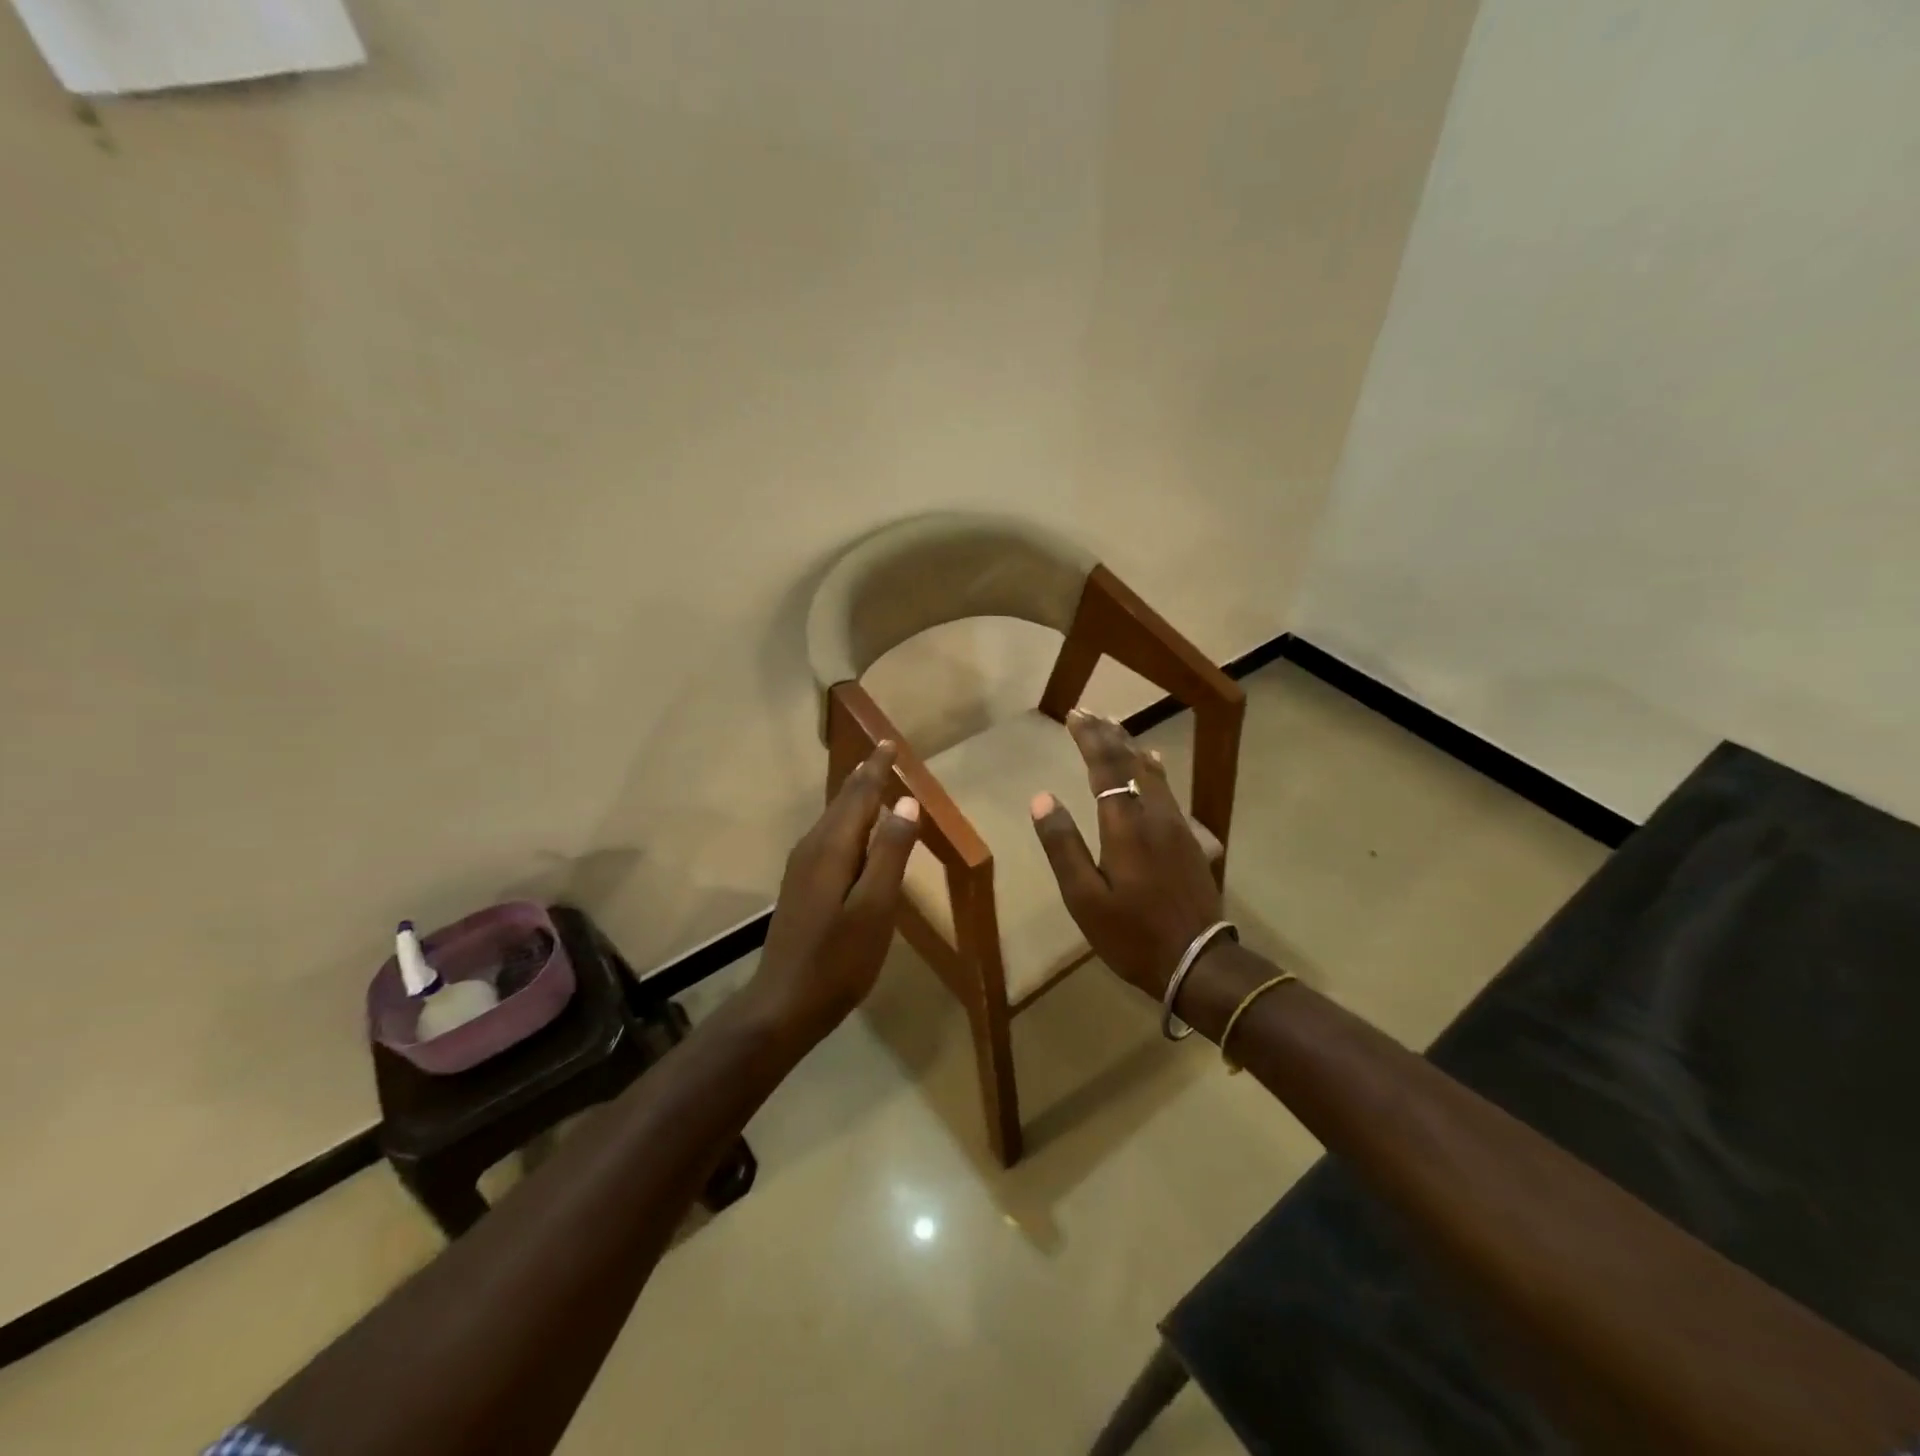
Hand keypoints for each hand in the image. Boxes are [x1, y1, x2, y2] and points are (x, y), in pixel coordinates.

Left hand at [754, 742, 920, 1035]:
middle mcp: (812, 848)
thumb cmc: (838, 959)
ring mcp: (802, 868)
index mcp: (831, 847)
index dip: (876, 769)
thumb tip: (907, 803)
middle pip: (842, 803)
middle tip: (884, 755)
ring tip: (874, 784)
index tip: (889, 743)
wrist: (783, 1005)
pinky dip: (848, 823)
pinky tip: (857, 835)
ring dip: (855, 799)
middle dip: (864, 777)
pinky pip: (829, 839)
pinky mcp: (801, 887)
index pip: (858, 795)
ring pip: (833, 820)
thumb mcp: (875, 907)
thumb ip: (891, 853)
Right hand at [1029, 710, 1222, 1000]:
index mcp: (1125, 825)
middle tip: (1090, 712)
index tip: (1074, 714)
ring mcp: (1177, 825)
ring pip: (1153, 772)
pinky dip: (1152, 769)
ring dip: (1130, 746)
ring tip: (1115, 728)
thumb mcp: (1084, 898)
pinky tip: (1153, 765)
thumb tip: (1042, 799)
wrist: (1199, 961)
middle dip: (1108, 734)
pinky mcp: (1190, 839)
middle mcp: (1154, 814)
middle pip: (1131, 762)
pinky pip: (1167, 789)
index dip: (1089, 737)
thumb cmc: (1132, 934)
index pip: (1106, 767)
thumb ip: (1063, 846)